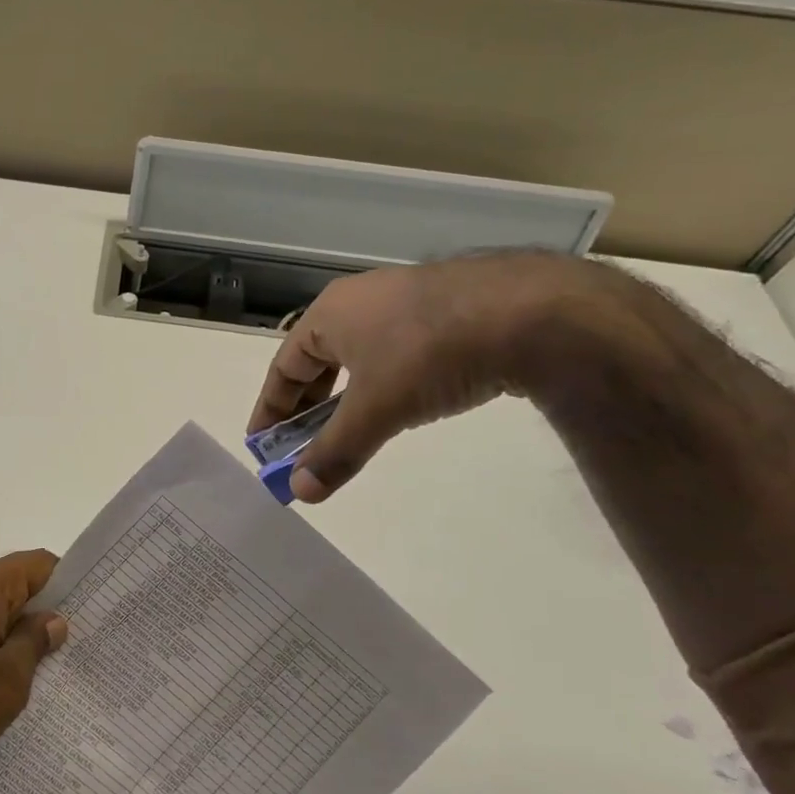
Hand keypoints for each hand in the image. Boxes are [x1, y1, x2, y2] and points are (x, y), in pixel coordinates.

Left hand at [0, 550, 66, 793]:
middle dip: (38, 614)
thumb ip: (34, 643)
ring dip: (7, 635)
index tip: (88, 614)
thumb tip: (52, 619)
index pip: (38, 564)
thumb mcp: (8, 682)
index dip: (66, 585)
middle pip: (10, 586)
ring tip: (32, 676)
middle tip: (68, 652)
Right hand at [248, 252, 613, 502]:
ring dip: (346, 397)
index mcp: (330, 314)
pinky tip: (401, 405)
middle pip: (318, 361)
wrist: (533, 313)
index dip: (270, 409)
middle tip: (303, 445)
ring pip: (359, 357)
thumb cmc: (430, 353)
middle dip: (308, 407)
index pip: (283, 367)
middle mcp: (360, 301)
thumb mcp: (376, 409)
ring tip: (349, 430)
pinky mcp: (446, 311)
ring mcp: (405, 301)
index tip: (262, 445)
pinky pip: (395, 352)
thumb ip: (335, 452)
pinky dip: (383, 384)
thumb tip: (299, 492)